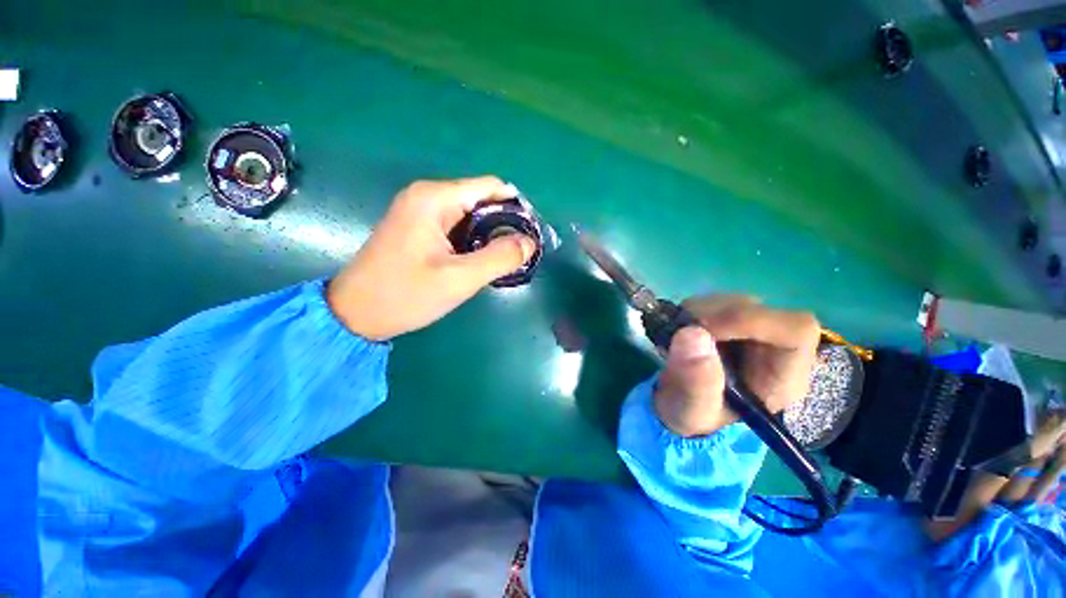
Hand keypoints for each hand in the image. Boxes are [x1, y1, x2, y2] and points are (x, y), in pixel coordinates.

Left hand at [327, 177, 535, 340]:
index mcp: (435, 198)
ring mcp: (419, 211)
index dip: (516, 208)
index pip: (491, 187)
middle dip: (503, 225)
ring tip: (498, 262)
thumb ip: (500, 258)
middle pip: (481, 200)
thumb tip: (530, 242)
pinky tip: (476, 261)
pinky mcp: (417, 227)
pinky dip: (472, 241)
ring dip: (488, 235)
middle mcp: (426, 196)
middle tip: (515, 256)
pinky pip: (456, 226)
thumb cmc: (405, 294)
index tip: (528, 236)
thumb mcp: (459, 279)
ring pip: (470, 214)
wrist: (354, 314)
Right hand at [654, 296, 820, 436]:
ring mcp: (750, 332)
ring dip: (698, 313)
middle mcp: (773, 348)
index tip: (705, 328)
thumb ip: (696, 382)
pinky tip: (679, 331)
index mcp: (783, 377)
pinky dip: (690, 312)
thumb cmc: (694, 417)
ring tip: (676, 338)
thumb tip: (691, 333)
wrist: (679, 408)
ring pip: (733, 302)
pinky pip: (713, 303)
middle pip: (760, 310)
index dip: (752, 320)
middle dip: (714, 317)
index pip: (795, 330)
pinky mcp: (728, 322)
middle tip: (680, 333)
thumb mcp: (692, 412)